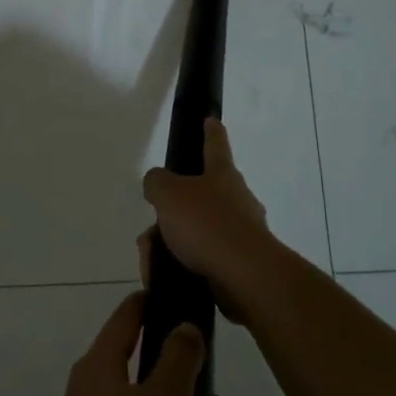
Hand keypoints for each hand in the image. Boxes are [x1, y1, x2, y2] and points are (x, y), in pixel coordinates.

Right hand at [140, 117, 272, 326]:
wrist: (244, 276)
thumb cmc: (206, 225)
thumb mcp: (168, 194)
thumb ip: (157, 183)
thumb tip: (157, 184)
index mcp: (222, 175)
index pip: (215, 145)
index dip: (210, 131)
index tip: (211, 120)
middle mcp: (236, 199)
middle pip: (198, 197)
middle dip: (171, 213)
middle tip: (151, 231)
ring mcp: (241, 232)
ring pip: (196, 231)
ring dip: (171, 243)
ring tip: (152, 260)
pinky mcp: (239, 263)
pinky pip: (202, 258)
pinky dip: (182, 265)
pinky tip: (167, 275)